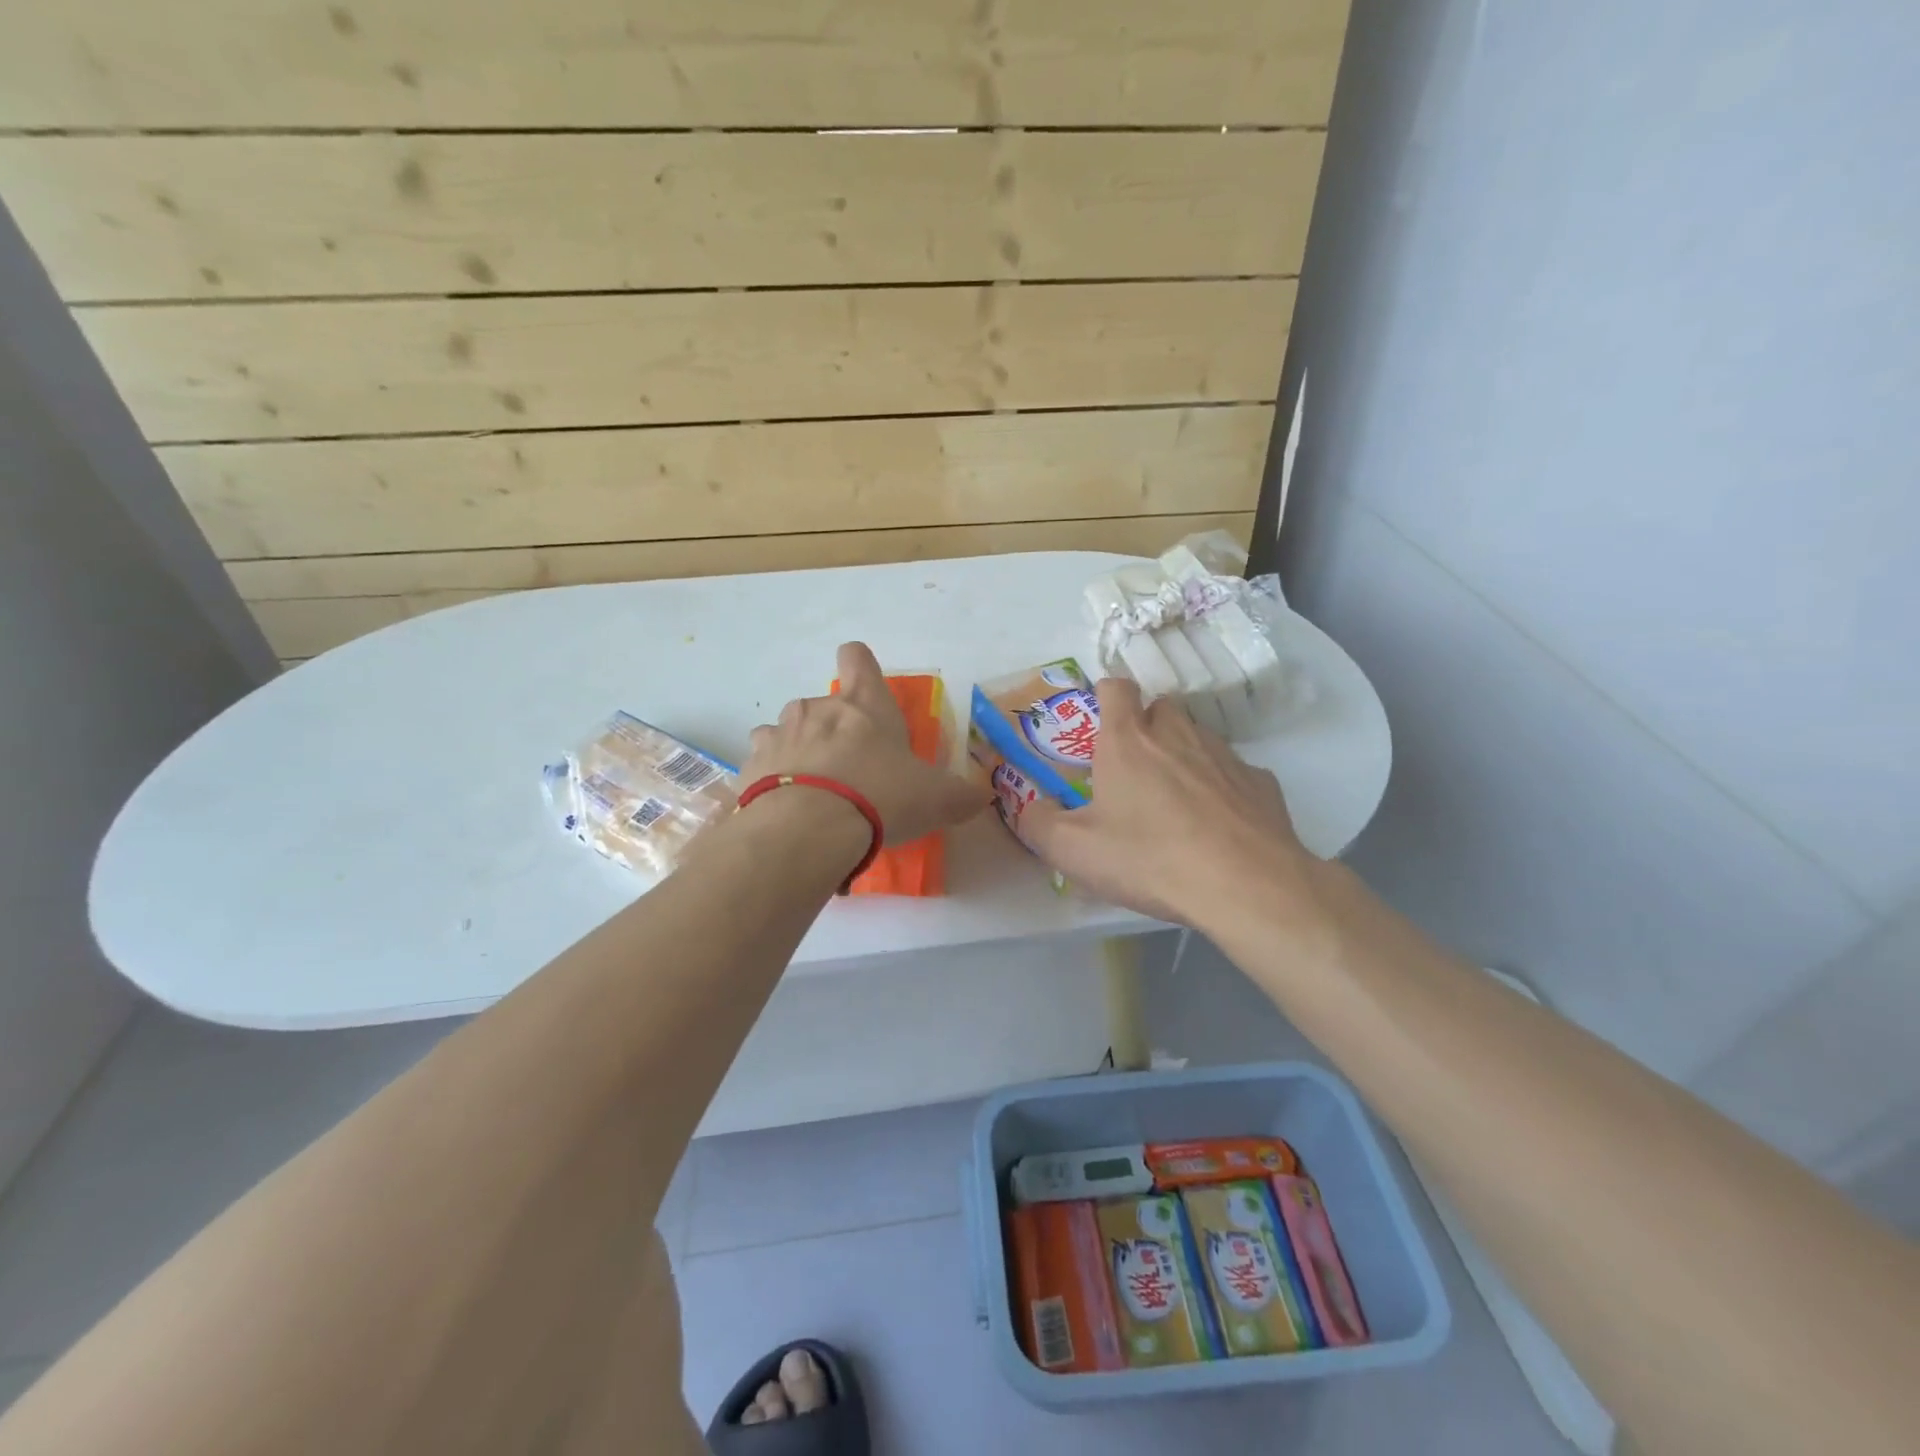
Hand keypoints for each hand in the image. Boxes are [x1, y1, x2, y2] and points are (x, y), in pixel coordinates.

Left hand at [742, 642, 988, 846]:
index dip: (861, 667)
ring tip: (814, 792)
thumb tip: (981, 796)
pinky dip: (773, 781)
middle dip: (834, 731)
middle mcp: (816, 708)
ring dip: (799, 753)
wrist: (808, 830)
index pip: (857, 657)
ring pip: (787, 732)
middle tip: (851, 771)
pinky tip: (786, 810)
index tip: (866, 690)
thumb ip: (961, 795)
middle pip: (823, 704)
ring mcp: (778, 734)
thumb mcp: (936, 799)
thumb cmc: (880, 797)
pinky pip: (762, 766)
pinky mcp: (750, 767)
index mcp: (864, 704)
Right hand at [1015, 678, 1317, 926]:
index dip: (1105, 694)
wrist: (1245, 885)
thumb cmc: (1150, 858)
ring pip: (1198, 738)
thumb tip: (1026, 807)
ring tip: (1175, 803)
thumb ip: (1038, 824)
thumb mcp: (1074, 851)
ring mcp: (1225, 755)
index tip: (1099, 719)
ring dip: (1183, 756)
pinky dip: (1221, 788)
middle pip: (1161, 708)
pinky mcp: (1261, 783)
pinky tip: (1217, 826)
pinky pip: (1233, 774)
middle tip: (1133, 770)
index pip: (1116, 688)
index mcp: (1128, 741)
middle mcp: (1177, 734)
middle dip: (1146, 727)